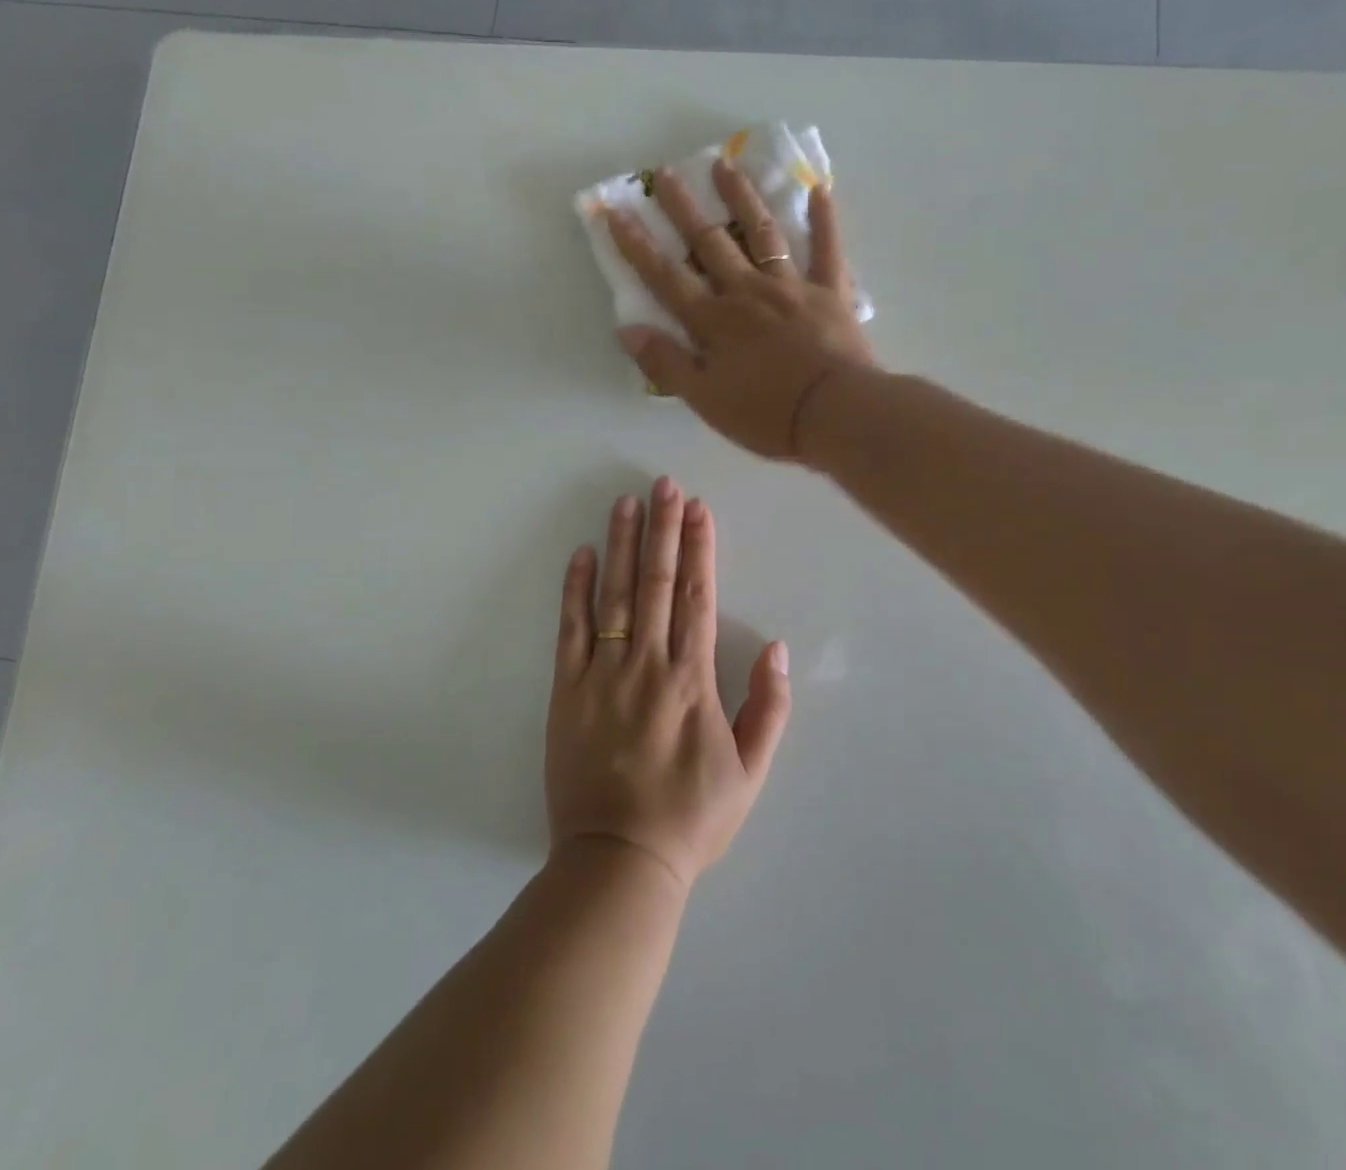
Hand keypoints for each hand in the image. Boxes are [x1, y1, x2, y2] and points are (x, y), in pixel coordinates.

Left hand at [546, 478, 791, 889]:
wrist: (619, 861)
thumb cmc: (691, 818)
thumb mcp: (750, 773)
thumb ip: (769, 708)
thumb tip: (777, 647)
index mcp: (693, 679)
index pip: (697, 596)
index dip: (698, 547)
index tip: (699, 509)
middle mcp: (648, 664)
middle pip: (657, 582)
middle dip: (663, 528)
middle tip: (664, 484)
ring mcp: (603, 674)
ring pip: (615, 594)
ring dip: (623, 544)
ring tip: (627, 502)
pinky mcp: (568, 690)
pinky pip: (571, 629)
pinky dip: (576, 589)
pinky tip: (582, 553)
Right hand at [608, 159, 875, 460]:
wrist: (835, 414)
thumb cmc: (765, 414)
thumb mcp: (704, 399)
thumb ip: (666, 362)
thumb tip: (627, 329)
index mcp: (714, 320)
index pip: (666, 277)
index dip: (638, 245)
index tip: (616, 211)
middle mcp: (747, 292)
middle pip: (710, 243)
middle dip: (685, 208)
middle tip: (667, 173)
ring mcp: (791, 287)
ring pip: (762, 234)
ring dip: (742, 198)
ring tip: (727, 165)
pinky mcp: (830, 293)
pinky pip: (828, 250)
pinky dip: (824, 220)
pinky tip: (819, 189)